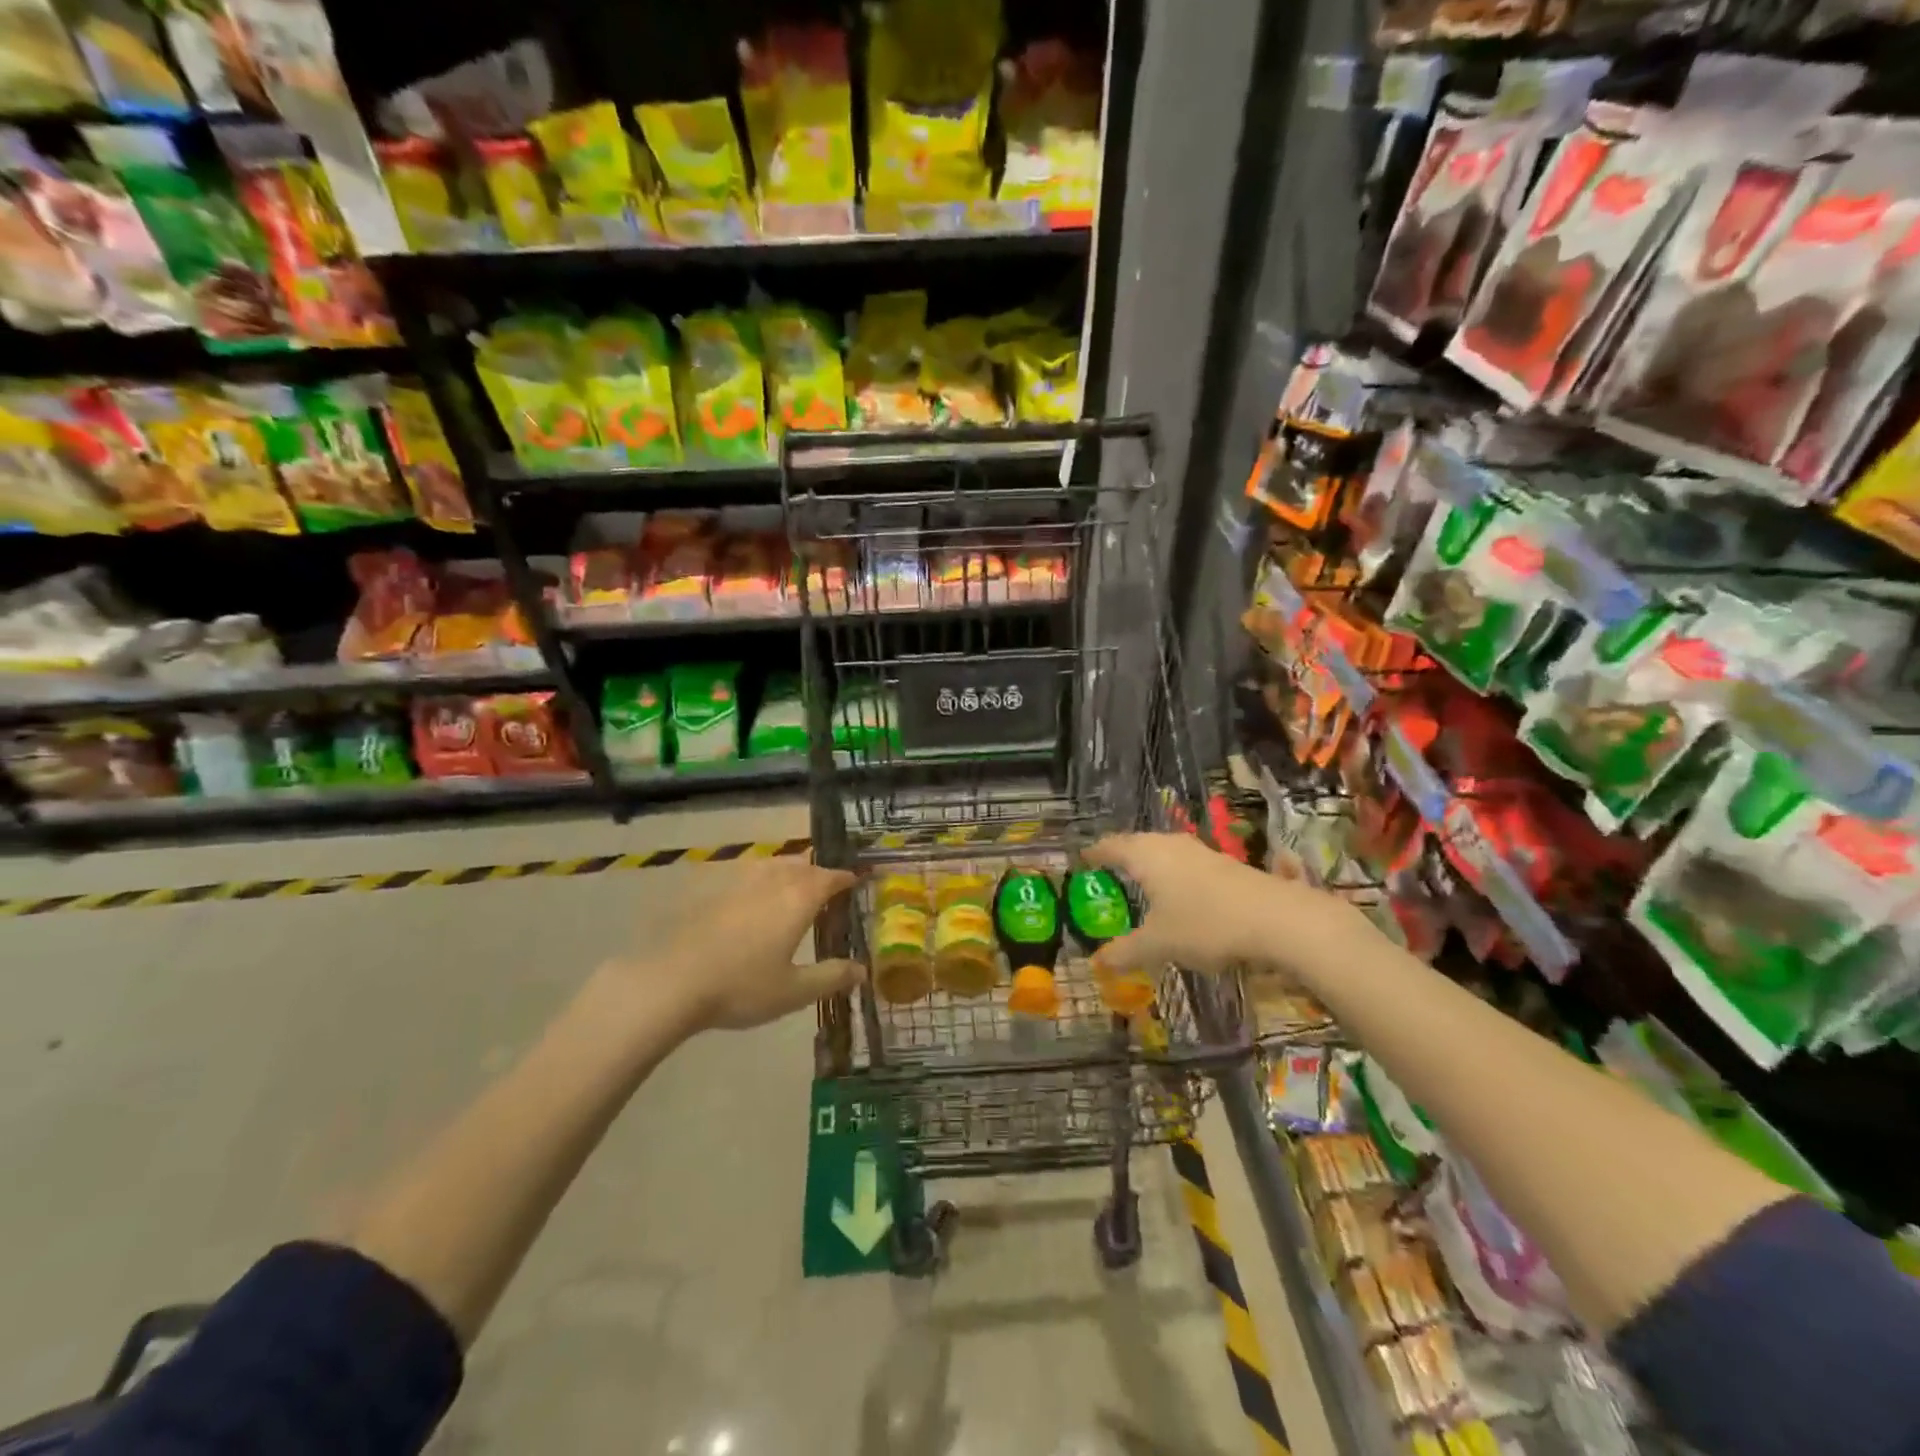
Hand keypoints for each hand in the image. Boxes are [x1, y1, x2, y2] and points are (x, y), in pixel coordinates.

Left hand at [620, 859, 865, 1032]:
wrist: (672, 982)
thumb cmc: (741, 987)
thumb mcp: (793, 991)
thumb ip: (830, 977)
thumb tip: (862, 970)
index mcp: (797, 900)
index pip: (828, 878)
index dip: (844, 878)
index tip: (856, 879)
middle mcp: (771, 883)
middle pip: (801, 866)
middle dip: (818, 872)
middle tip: (828, 883)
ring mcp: (738, 885)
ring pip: (772, 865)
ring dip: (790, 869)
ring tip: (795, 881)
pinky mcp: (712, 893)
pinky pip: (747, 874)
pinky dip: (762, 877)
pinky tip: (754, 894)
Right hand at [1084, 832, 1370, 980]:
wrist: (1278, 919)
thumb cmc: (1206, 924)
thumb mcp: (1158, 944)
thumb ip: (1125, 952)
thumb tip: (1097, 964)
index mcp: (1146, 855)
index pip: (1111, 846)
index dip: (1094, 853)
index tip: (1082, 859)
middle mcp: (1170, 845)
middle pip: (1138, 844)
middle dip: (1122, 857)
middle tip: (1108, 872)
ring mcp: (1201, 852)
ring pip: (1165, 852)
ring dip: (1151, 865)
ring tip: (1141, 883)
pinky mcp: (1226, 865)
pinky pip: (1187, 864)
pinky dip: (1174, 875)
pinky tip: (1180, 895)